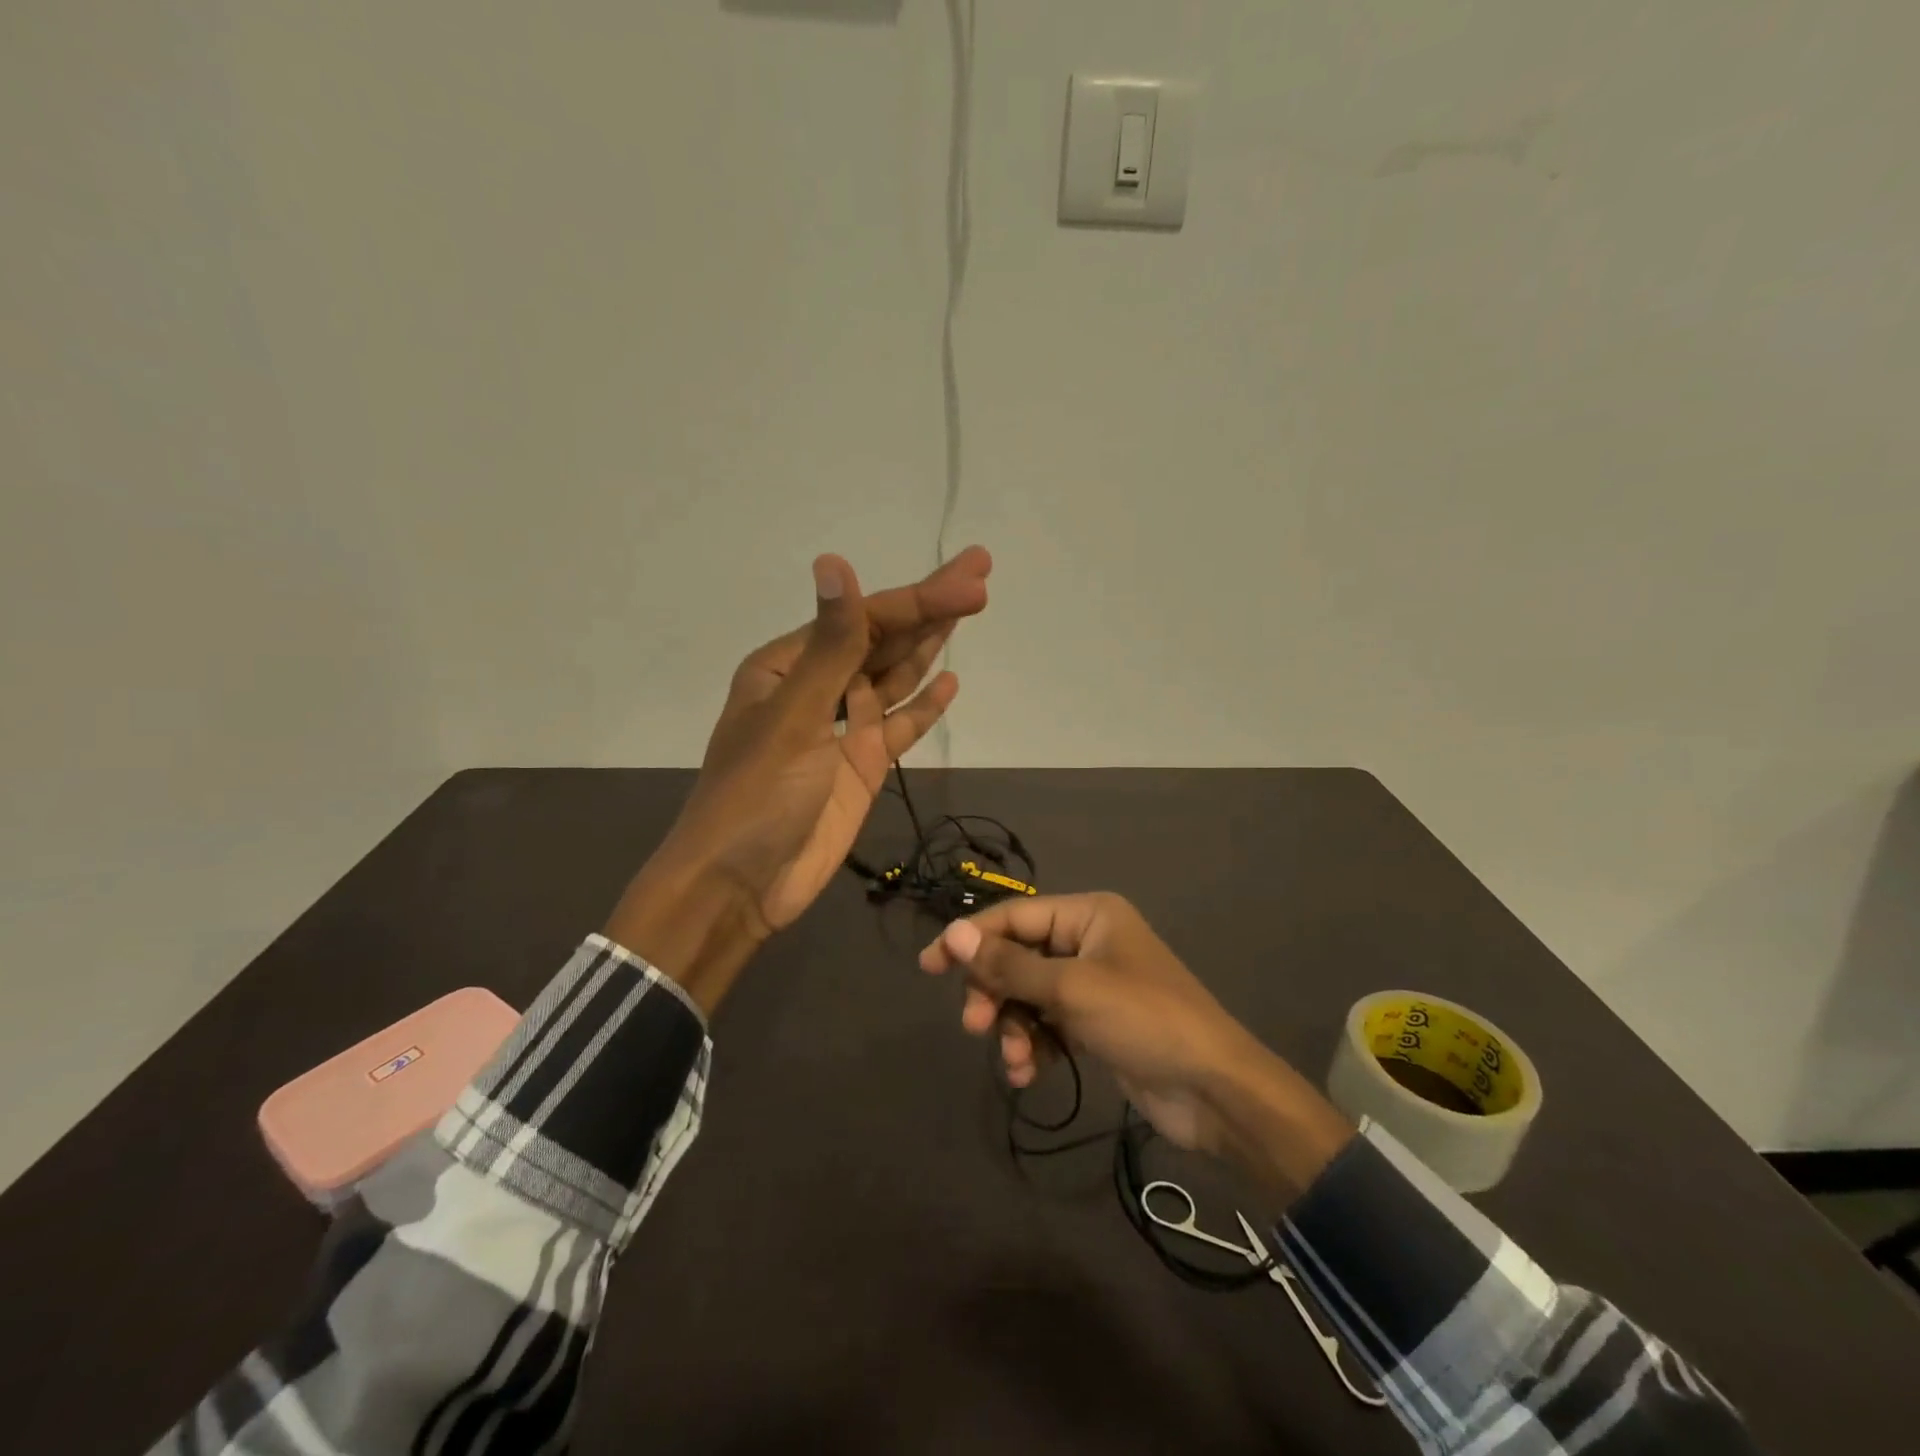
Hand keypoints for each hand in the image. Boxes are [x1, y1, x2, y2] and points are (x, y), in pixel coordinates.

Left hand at [608, 547, 991, 1009]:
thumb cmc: (756, 796)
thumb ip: (829, 645)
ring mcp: (842, 729)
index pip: (864, 621)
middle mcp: (816, 688)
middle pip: (883, 640)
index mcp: (788, 666)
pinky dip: (924, 706)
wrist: (740, 885)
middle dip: (931, 608)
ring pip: (894, 677)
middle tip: (981, 574)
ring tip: (970, 611)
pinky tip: (950, 682)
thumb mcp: (794, 716)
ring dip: (929, 647)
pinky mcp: (861, 767)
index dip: (921, 600)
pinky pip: (899, 726)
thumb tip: (834, 561)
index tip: (974, 582)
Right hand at [919, 893, 1353, 1200]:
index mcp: (1088, 914)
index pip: (1015, 917)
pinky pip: (1048, 1024)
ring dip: (1013, 1026)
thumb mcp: (1071, 990)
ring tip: (1014, 1061)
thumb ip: (1009, 965)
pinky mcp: (1096, 1023)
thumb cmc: (1144, 1021)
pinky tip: (1028, 1073)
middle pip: (1018, 956)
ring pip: (1029, 995)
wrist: (1215, 1091)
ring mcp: (1093, 983)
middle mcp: (1088, 941)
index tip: (929, 966)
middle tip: (975, 1025)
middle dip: (994, 991)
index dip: (971, 939)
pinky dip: (1034, 1045)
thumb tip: (953, 934)